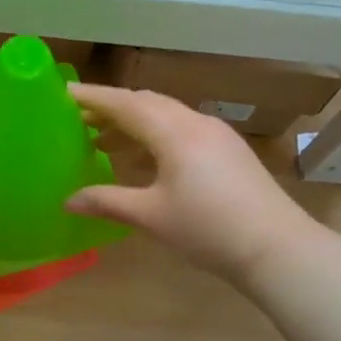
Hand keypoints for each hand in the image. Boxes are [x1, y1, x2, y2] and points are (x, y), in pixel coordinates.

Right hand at [66, 83, 312, 282]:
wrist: (277, 248)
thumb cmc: (208, 228)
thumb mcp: (150, 216)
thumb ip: (106, 202)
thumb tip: (68, 201)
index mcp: (173, 131)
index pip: (124, 103)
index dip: (92, 97)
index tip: (63, 92)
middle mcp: (195, 123)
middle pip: (146, 103)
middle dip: (111, 107)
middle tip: (78, 118)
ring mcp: (217, 135)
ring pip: (166, 116)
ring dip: (134, 122)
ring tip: (103, 140)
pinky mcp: (229, 151)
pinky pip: (182, 130)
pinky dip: (155, 135)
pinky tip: (145, 159)